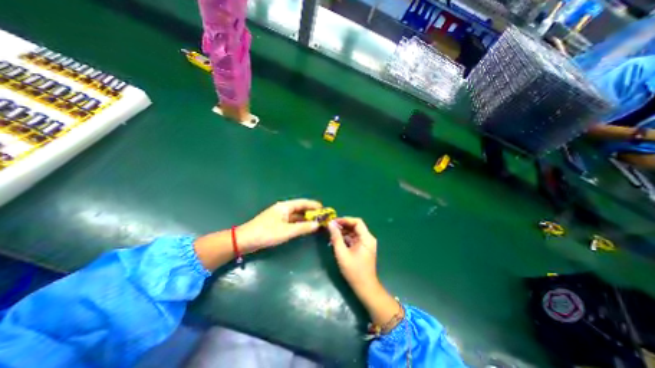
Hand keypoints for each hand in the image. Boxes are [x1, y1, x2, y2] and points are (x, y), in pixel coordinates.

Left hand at [241, 198, 322, 252]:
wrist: (244, 241)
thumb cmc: (266, 233)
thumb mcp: (286, 231)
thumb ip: (303, 227)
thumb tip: (318, 224)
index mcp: (285, 206)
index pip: (303, 203)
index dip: (314, 205)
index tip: (325, 209)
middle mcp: (283, 209)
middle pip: (300, 208)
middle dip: (312, 212)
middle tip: (323, 218)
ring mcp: (280, 216)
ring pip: (296, 215)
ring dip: (306, 219)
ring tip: (317, 223)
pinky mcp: (277, 223)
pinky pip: (292, 221)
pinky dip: (299, 223)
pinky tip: (305, 228)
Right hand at [326, 217, 398, 329]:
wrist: (365, 287)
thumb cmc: (354, 271)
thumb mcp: (342, 253)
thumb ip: (336, 237)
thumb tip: (330, 224)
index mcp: (366, 238)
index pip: (357, 222)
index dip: (345, 220)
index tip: (334, 221)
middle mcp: (368, 238)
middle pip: (355, 226)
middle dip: (343, 225)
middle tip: (330, 227)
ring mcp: (366, 243)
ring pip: (353, 232)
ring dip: (343, 231)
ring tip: (331, 233)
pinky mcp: (362, 248)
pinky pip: (353, 238)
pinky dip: (345, 238)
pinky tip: (336, 240)